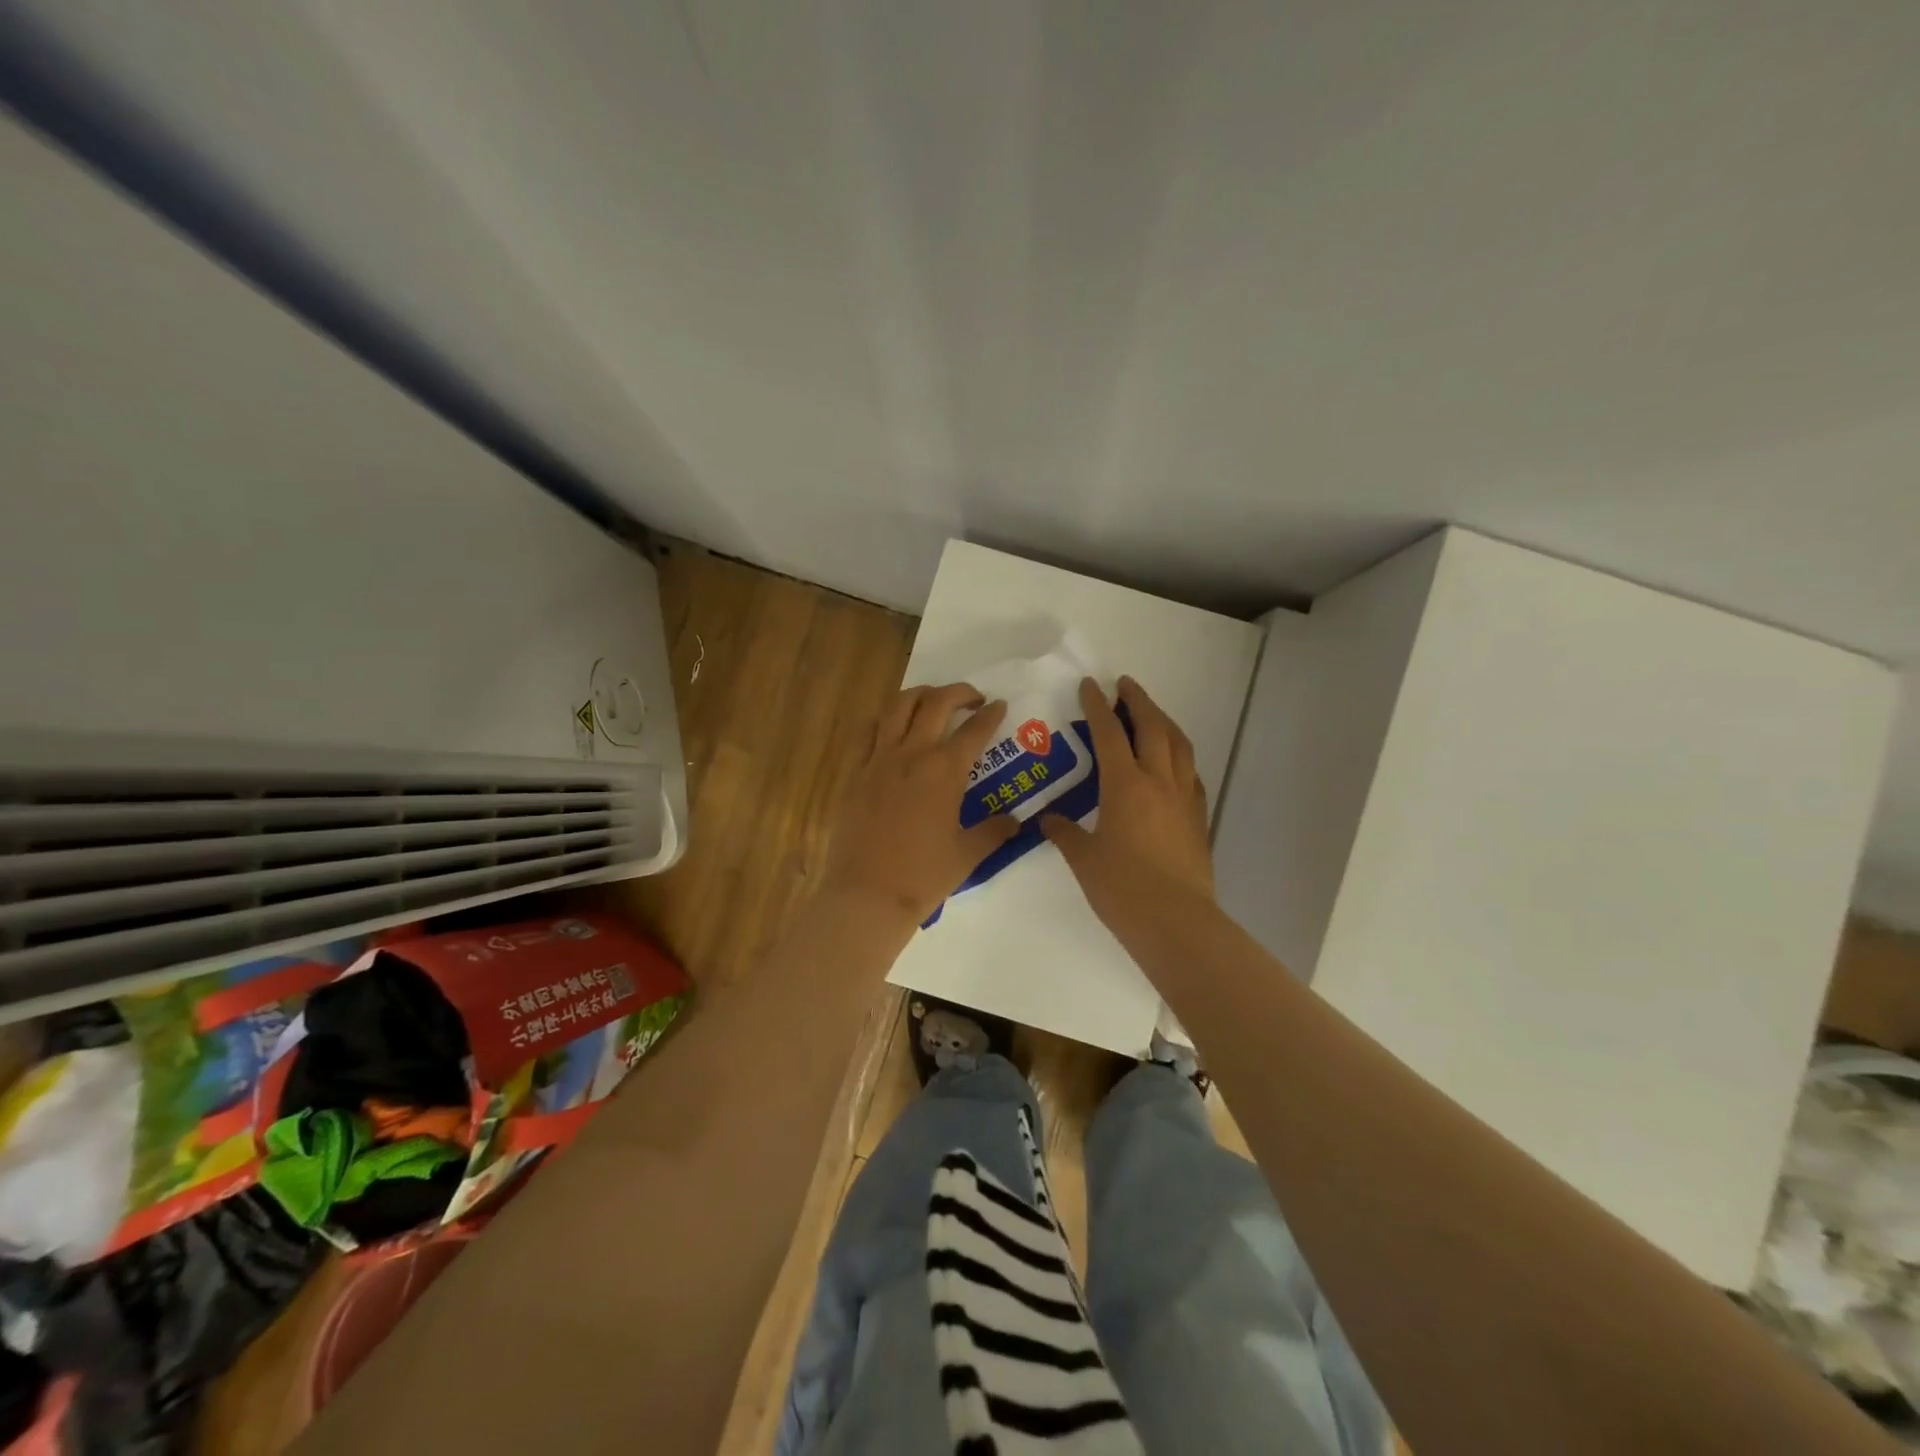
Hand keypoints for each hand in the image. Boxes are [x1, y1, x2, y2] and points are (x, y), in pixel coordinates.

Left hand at [822, 683, 1022, 925]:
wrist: (867, 895)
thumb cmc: (923, 876)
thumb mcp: (968, 855)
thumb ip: (994, 832)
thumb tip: (1016, 822)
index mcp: (945, 771)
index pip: (974, 730)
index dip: (991, 714)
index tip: (999, 705)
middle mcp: (912, 754)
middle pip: (936, 703)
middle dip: (959, 692)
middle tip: (973, 698)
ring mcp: (879, 760)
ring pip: (898, 706)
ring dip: (920, 694)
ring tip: (932, 700)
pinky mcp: (855, 773)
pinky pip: (867, 732)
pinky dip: (884, 720)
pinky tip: (891, 727)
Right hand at [1042, 676, 1213, 931]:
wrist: (1176, 922)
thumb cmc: (1122, 889)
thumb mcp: (1084, 859)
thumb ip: (1066, 833)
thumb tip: (1049, 821)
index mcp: (1125, 786)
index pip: (1110, 733)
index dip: (1098, 706)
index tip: (1090, 685)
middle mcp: (1159, 782)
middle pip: (1152, 727)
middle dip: (1138, 700)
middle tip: (1125, 685)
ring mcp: (1184, 798)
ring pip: (1179, 745)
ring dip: (1164, 721)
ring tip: (1151, 713)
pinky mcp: (1199, 818)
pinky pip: (1191, 773)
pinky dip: (1179, 756)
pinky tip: (1172, 763)